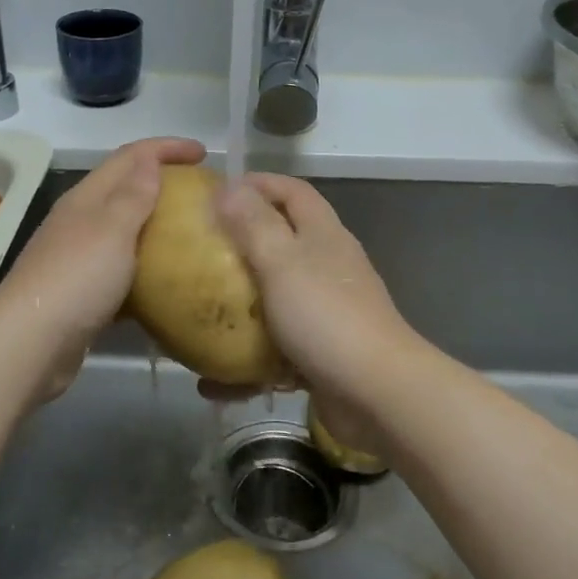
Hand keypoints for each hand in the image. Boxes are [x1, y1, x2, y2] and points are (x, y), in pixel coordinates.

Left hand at [0, 137, 204, 397]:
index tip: (204, 153)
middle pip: (125, 188)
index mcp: (87, 197)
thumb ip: (133, 195)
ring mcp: (79, 257)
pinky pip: (122, 270)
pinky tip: (168, 281)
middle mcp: (80, 221)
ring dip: (155, 224)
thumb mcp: (112, 229)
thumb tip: (149, 160)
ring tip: (193, 233)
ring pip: (124, 229)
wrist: (31, 344)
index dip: (166, 147)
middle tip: (201, 191)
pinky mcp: (83, 293)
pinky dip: (146, 267)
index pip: (130, 156)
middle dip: (162, 180)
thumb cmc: (76, 278)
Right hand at [213, 173, 415, 412]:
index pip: (293, 191)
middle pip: (283, 242)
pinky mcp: (321, 354)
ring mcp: (326, 313)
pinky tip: (212, 383)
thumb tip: (229, 187)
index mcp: (323, 235)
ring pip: (276, 298)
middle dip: (241, 244)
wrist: (378, 394)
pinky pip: (275, 352)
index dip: (259, 183)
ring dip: (240, 307)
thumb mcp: (282, 261)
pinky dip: (246, 364)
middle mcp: (328, 267)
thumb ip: (254, 224)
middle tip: (200, 251)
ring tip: (199, 313)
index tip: (216, 191)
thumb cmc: (326, 316)